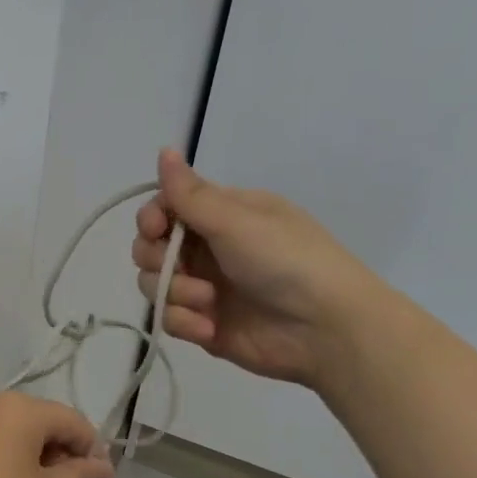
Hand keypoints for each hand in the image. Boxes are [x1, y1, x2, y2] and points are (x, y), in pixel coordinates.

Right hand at [132, 149, 383, 389]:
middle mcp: (208, 248)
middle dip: (157, 258)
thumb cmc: (286, 261)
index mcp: (221, 215)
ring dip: (175, 293)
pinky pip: (170, 318)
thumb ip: (191, 193)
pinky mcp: (204, 324)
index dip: (151, 218)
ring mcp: (204, 288)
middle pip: (151, 247)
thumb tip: (164, 149)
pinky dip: (185, 322)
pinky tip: (209, 328)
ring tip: (208, 302)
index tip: (155, 228)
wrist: (325, 329)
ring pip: (155, 284)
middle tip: (181, 267)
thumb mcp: (237, 221)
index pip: (166, 207)